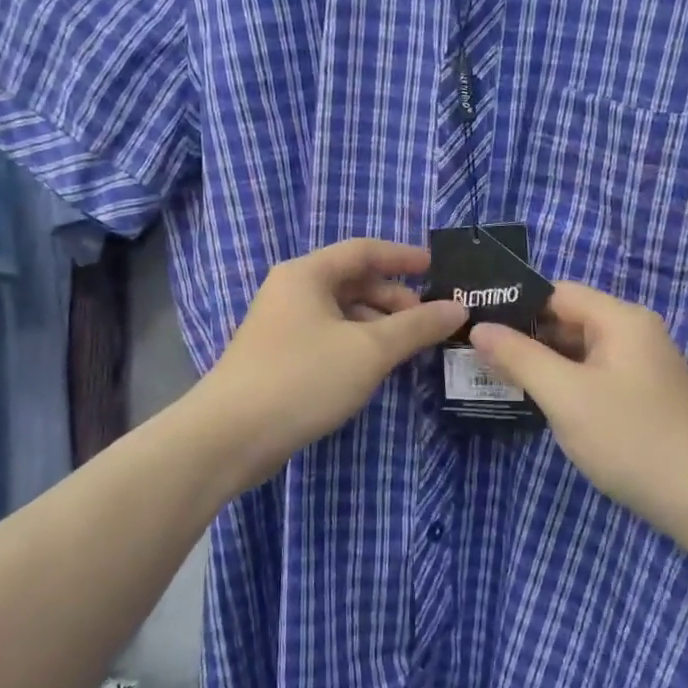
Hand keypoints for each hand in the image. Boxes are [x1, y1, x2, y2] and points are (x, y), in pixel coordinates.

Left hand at [195, 240, 465, 488]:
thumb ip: (416, 327)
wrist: (230, 436)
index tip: (438, 269)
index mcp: (307, 274)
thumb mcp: (369, 350)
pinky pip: (329, 338)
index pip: (364, 251)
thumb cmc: (303, 378)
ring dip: (378, 325)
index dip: (403, 257)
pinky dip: (357, 345)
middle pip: (353, 282)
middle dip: (394, 298)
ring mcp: (282, 326)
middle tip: (428, 321)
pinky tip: (376, 369)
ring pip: (342, 313)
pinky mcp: (280, 359)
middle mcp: (291, 291)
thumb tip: (458, 309)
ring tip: (409, 349)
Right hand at [468, 283, 687, 543]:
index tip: (474, 323)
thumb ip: (520, 358)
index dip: (515, 305)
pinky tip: (537, 401)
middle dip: (524, 336)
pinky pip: (593, 375)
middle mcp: (634, 333)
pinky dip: (564, 383)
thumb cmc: (632, 439)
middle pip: (568, 320)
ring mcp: (641, 366)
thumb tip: (480, 328)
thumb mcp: (566, 396)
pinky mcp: (642, 396)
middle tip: (475, 353)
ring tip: (493, 375)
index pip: (557, 293)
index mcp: (621, 319)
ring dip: (542, 362)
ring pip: (579, 351)